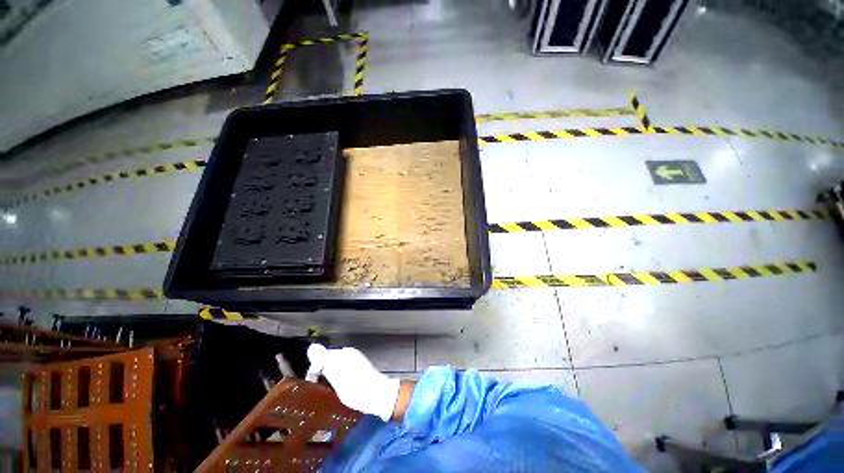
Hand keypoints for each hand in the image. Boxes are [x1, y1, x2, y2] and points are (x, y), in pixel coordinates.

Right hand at [306, 344, 400, 421]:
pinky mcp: (360, 367)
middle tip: (318, 388)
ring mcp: (355, 359)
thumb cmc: (356, 388)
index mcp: (343, 353)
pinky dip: (338, 377)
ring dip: (329, 375)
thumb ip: (324, 362)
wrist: (378, 395)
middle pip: (328, 360)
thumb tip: (312, 348)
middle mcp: (349, 353)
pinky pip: (343, 369)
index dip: (313, 370)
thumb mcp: (337, 377)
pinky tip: (339, 388)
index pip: (321, 356)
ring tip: (327, 390)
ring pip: (335, 365)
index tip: (311, 384)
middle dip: (321, 372)